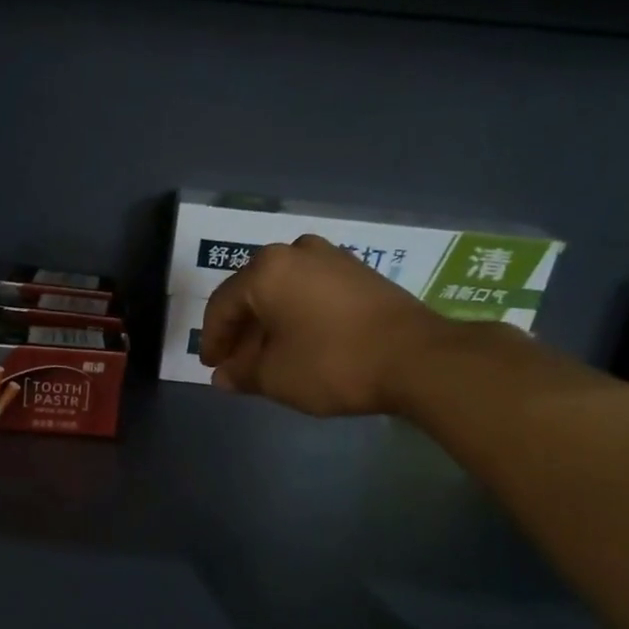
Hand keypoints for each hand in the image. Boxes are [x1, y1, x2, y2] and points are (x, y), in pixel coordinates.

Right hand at [198, 235, 453, 416]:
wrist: (416, 358)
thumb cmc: (331, 363)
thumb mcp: (275, 377)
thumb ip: (241, 374)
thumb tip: (224, 375)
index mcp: (266, 270)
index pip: (222, 305)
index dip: (212, 340)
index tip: (212, 367)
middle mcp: (296, 251)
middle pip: (253, 293)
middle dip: (241, 331)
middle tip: (236, 364)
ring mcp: (332, 258)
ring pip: (284, 292)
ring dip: (270, 324)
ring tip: (268, 357)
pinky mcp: (360, 272)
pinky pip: (312, 292)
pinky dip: (297, 316)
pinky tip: (300, 343)